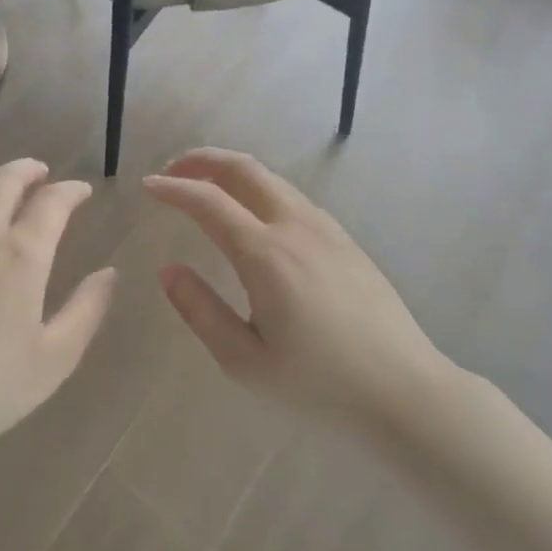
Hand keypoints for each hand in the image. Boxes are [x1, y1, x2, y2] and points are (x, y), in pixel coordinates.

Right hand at [143, 148, 455, 432]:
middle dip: (203, 160)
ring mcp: (325, 229)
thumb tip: (168, 270)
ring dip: (232, 171)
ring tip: (206, 186)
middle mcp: (295, 227)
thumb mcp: (245, 361)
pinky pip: (292, 196)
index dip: (172, 189)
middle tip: (173, 170)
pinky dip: (259, 188)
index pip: (208, 201)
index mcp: (265, 254)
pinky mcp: (344, 239)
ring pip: (271, 179)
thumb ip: (200, 310)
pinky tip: (252, 213)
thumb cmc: (318, 384)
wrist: (404, 390)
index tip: (147, 187)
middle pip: (244, 169)